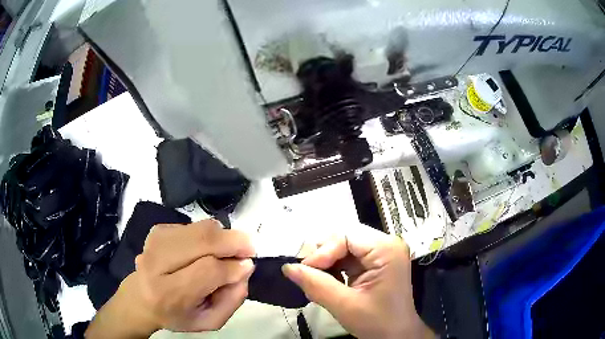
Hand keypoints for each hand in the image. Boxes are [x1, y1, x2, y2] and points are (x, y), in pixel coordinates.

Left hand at [85, 220, 255, 337]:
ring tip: (229, 251)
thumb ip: (232, 301)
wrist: (141, 298)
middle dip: (233, 241)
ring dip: (223, 237)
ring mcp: (156, 241)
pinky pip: (194, 226)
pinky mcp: (158, 229)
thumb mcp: (209, 321)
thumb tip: (245, 268)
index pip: (207, 271)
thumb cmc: (177, 315)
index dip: (232, 267)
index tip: (248, 266)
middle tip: (250, 248)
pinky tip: (205, 250)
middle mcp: (156, 262)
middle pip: (203, 240)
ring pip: (201, 228)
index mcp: (167, 294)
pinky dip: (208, 235)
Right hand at [282, 226, 433, 338]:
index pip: (346, 235)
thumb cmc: (377, 322)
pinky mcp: (375, 262)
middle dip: (323, 255)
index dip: (323, 251)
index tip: (305, 270)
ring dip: (326, 262)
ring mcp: (381, 253)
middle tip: (308, 275)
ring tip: (315, 280)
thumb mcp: (345, 306)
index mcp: (386, 250)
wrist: (396, 335)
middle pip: (344, 237)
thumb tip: (288, 268)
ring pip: (343, 246)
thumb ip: (316, 285)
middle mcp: (385, 244)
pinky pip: (347, 256)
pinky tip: (327, 281)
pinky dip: (333, 267)